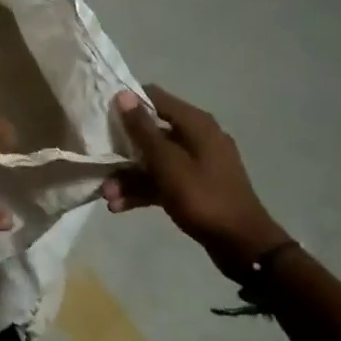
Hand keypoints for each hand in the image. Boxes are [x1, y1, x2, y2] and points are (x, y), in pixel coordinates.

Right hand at [102, 85, 290, 278]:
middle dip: (123, 149)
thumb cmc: (204, 198)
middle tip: (98, 163)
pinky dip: (142, 191)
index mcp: (196, 124)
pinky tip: (119, 207)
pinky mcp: (193, 187)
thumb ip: (143, 130)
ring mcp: (196, 164)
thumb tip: (124, 95)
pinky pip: (162, 181)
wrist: (242, 244)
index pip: (156, 98)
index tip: (101, 115)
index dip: (128, 103)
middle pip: (151, 132)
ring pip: (154, 161)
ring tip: (107, 196)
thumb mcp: (168, 164)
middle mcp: (197, 138)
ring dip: (129, 176)